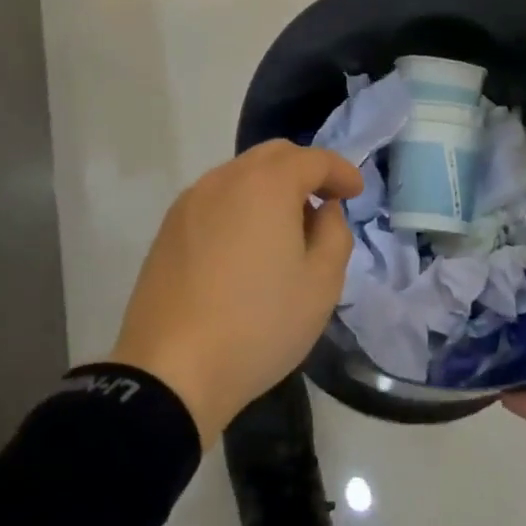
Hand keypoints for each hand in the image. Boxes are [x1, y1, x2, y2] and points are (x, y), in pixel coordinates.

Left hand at [108, 141, 364, 446]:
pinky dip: (240, 204)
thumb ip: (334, 234)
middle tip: (324, 202)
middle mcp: (227, 177)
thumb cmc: (258, 325)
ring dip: (271, 187)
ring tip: (285, 228)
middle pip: (275, 155)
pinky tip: (245, 245)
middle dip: (305, 171)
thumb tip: (324, 210)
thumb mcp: (321, 285)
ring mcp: (192, 199)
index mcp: (267, 183)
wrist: (170, 370)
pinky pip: (216, 198)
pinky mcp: (170, 225)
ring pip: (242, 174)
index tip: (356, 192)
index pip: (314, 159)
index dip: (341, 171)